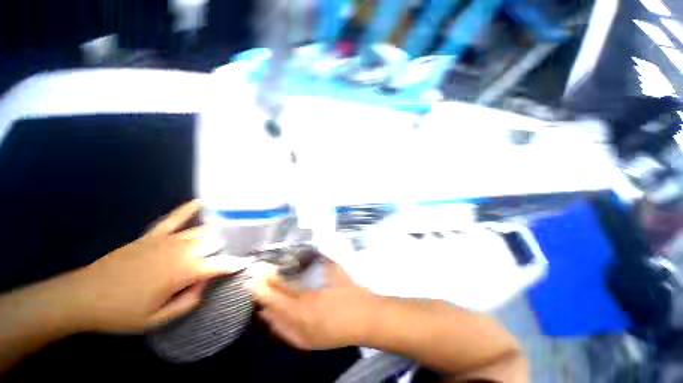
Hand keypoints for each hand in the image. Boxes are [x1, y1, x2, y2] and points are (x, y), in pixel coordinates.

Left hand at [69, 200, 247, 333]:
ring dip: (217, 232)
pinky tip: (201, 202)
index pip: (218, 265)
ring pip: (200, 231)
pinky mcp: (152, 236)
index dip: (234, 264)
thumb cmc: (120, 313)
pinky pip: (174, 219)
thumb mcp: (156, 320)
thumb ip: (187, 303)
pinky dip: (188, 209)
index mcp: (181, 272)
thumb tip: (204, 285)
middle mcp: (179, 251)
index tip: (246, 263)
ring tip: (229, 232)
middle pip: (212, 244)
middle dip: (227, 247)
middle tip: (236, 250)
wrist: (83, 296)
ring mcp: (165, 240)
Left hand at [248, 260, 376, 349]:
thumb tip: (313, 252)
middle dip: (262, 292)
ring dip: (266, 307)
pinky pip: (284, 333)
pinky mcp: (308, 343)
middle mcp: (300, 322)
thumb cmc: (353, 295)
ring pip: (275, 322)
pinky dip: (274, 323)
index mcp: (308, 303)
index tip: (258, 270)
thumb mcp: (336, 273)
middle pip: (274, 306)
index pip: (281, 290)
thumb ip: (323, 261)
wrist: (368, 321)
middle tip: (252, 280)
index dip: (268, 280)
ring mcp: (303, 336)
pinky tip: (269, 317)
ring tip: (258, 295)